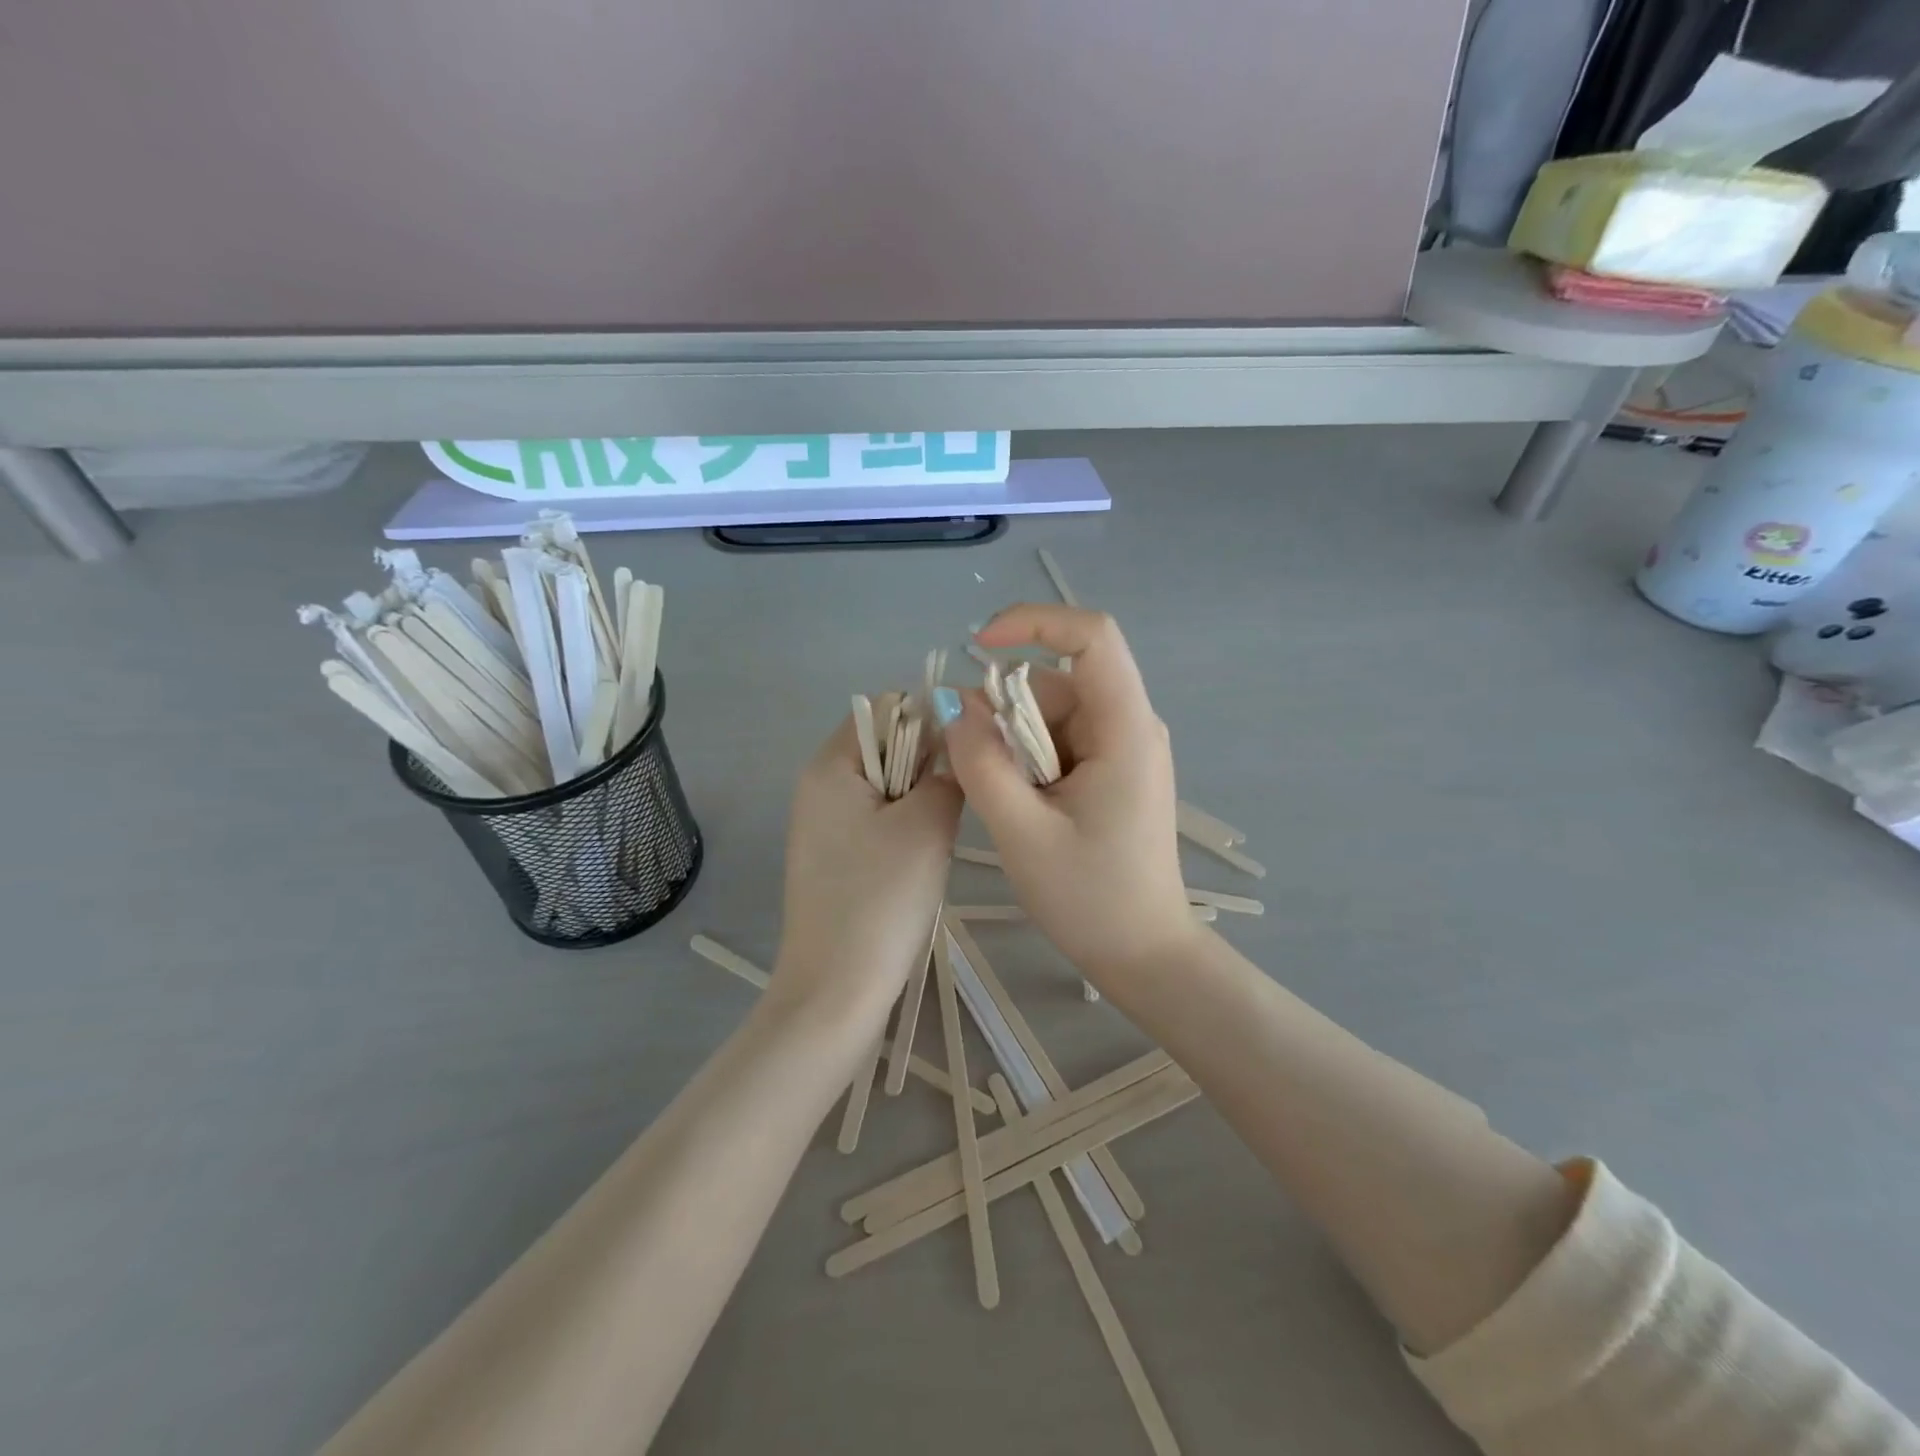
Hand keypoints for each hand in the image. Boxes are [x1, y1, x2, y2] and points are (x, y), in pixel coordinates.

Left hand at [771, 713, 961, 1020]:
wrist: (836, 990)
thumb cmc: (880, 899)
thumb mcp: (927, 826)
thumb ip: (948, 773)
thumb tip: (957, 748)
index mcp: (830, 764)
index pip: (888, 708)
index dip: (932, 719)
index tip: (968, 752)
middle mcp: (818, 784)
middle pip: (886, 745)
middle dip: (927, 764)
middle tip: (955, 803)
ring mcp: (821, 823)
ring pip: (887, 785)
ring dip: (919, 800)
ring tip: (938, 838)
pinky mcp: (832, 856)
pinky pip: (876, 820)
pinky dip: (904, 828)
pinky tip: (919, 862)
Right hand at [943, 605, 1197, 982]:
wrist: (1144, 955)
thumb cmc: (1090, 899)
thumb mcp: (1022, 832)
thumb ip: (981, 763)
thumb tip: (953, 704)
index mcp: (1124, 728)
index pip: (1091, 635)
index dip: (1033, 622)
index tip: (978, 647)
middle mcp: (1130, 725)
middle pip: (1058, 681)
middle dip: (1007, 711)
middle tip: (980, 769)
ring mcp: (1123, 748)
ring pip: (1052, 713)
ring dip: (1014, 743)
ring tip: (1009, 804)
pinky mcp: (1112, 770)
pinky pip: (1059, 740)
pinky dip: (1028, 760)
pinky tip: (1023, 807)